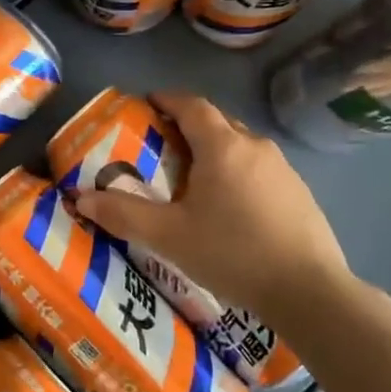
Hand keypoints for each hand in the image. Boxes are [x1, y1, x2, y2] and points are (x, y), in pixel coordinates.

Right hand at [68, 92, 355, 323]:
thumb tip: (82, 199)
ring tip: (193, 178)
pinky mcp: (300, 193)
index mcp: (223, 147)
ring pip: (241, 147)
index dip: (168, 100)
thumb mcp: (168, 236)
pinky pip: (259, 170)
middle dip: (188, 126)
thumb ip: (123, 215)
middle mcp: (255, 147)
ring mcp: (284, 169)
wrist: (308, 291)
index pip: (192, 105)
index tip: (148, 104)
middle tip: (162, 145)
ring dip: (215, 151)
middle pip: (218, 123)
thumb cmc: (232, 253)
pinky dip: (237, 173)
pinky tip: (230, 207)